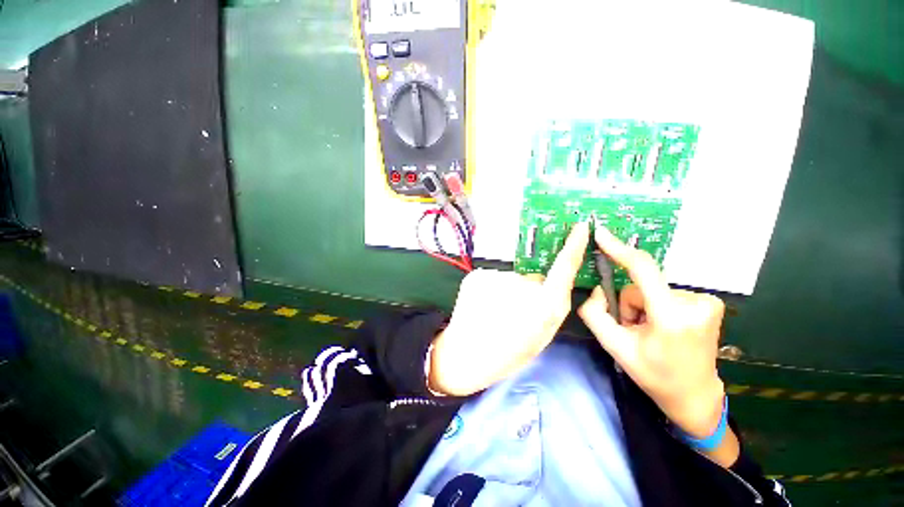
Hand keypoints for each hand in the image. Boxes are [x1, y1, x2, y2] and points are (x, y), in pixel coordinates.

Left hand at [428, 222, 590, 395]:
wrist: (464, 354)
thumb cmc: (506, 353)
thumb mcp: (542, 336)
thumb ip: (551, 306)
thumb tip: (546, 283)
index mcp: (544, 306)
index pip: (564, 267)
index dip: (574, 246)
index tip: (580, 227)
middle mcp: (523, 286)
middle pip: (533, 279)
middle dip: (529, 292)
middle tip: (514, 314)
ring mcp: (498, 277)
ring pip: (511, 279)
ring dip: (507, 291)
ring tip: (495, 313)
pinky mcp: (478, 274)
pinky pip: (493, 278)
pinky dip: (491, 289)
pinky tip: (483, 306)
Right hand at [578, 226, 725, 437]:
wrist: (694, 394)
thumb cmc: (654, 374)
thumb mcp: (614, 347)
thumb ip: (594, 313)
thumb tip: (598, 289)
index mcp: (672, 318)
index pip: (642, 271)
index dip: (619, 250)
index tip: (601, 234)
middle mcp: (695, 304)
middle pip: (640, 286)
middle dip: (629, 305)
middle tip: (635, 330)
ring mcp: (707, 302)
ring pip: (651, 289)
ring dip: (643, 307)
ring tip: (651, 331)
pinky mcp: (709, 302)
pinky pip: (665, 292)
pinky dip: (657, 306)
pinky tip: (664, 327)